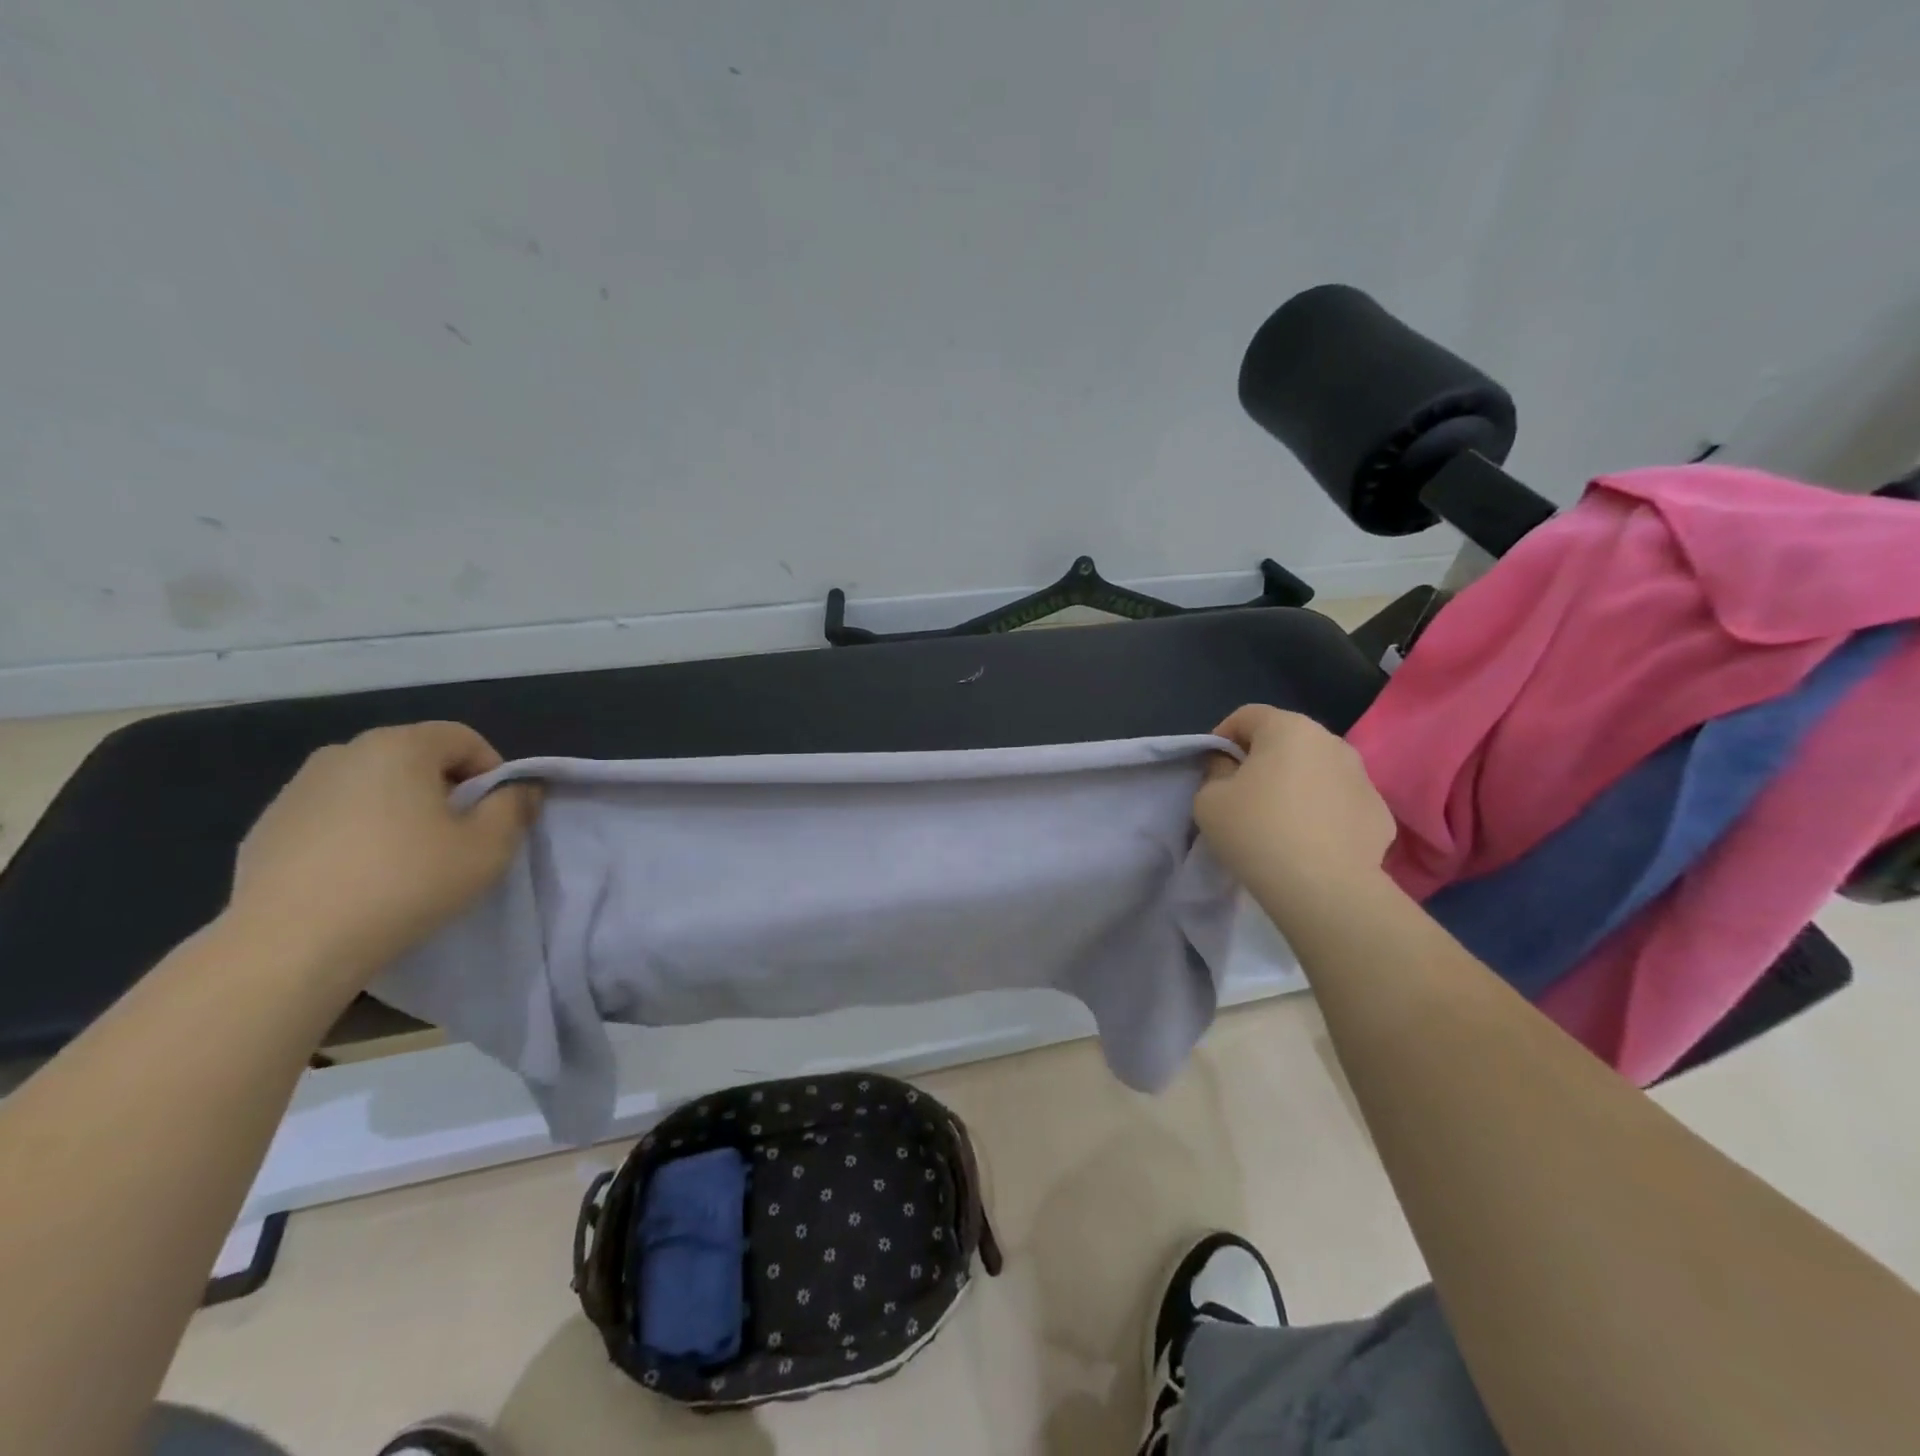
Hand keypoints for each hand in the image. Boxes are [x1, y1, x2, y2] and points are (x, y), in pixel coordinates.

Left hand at [227, 722, 540, 987]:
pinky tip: (360, 877)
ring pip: (372, 787)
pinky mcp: (267, 827)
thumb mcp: (488, 847)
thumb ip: (513, 807)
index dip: (492, 772)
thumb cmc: (406, 883)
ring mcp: (297, 789)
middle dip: (445, 790)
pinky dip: (356, 834)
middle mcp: (344, 752)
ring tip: (407, 860)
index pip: (464, 738)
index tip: (495, 815)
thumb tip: (520, 788)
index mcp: (399, 747)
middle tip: (457, 838)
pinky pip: (333, 816)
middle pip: (416, 758)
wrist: (290, 945)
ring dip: (400, 811)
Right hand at [1194, 705, 1395, 914]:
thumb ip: (1215, 772)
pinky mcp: (1380, 813)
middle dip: (1262, 759)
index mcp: (1288, 728)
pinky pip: (1339, 802)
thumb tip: (1231, 767)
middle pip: (1286, 740)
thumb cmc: (1257, 832)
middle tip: (1242, 793)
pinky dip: (1322, 812)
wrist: (1325, 889)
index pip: (1247, 715)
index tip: (1212, 768)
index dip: (1222, 736)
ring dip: (1295, 784)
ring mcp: (1363, 777)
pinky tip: (1309, 842)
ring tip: (1278, 820)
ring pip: (1317, 770)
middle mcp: (1331, 742)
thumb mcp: (1208, 799)